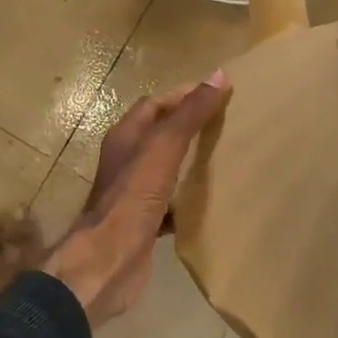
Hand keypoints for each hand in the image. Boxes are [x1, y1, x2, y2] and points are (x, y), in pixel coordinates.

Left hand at [46, 72, 230, 325]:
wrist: (108, 262)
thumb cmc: (132, 197)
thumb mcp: (163, 148)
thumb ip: (189, 114)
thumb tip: (218, 76)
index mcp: (125, 137)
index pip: (155, 104)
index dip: (183, 96)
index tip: (219, 94)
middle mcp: (126, 161)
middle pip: (160, 135)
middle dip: (190, 128)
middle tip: (228, 125)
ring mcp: (133, 194)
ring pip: (165, 169)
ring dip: (190, 162)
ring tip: (226, 159)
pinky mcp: (144, 223)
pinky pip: (170, 203)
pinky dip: (189, 198)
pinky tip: (212, 202)